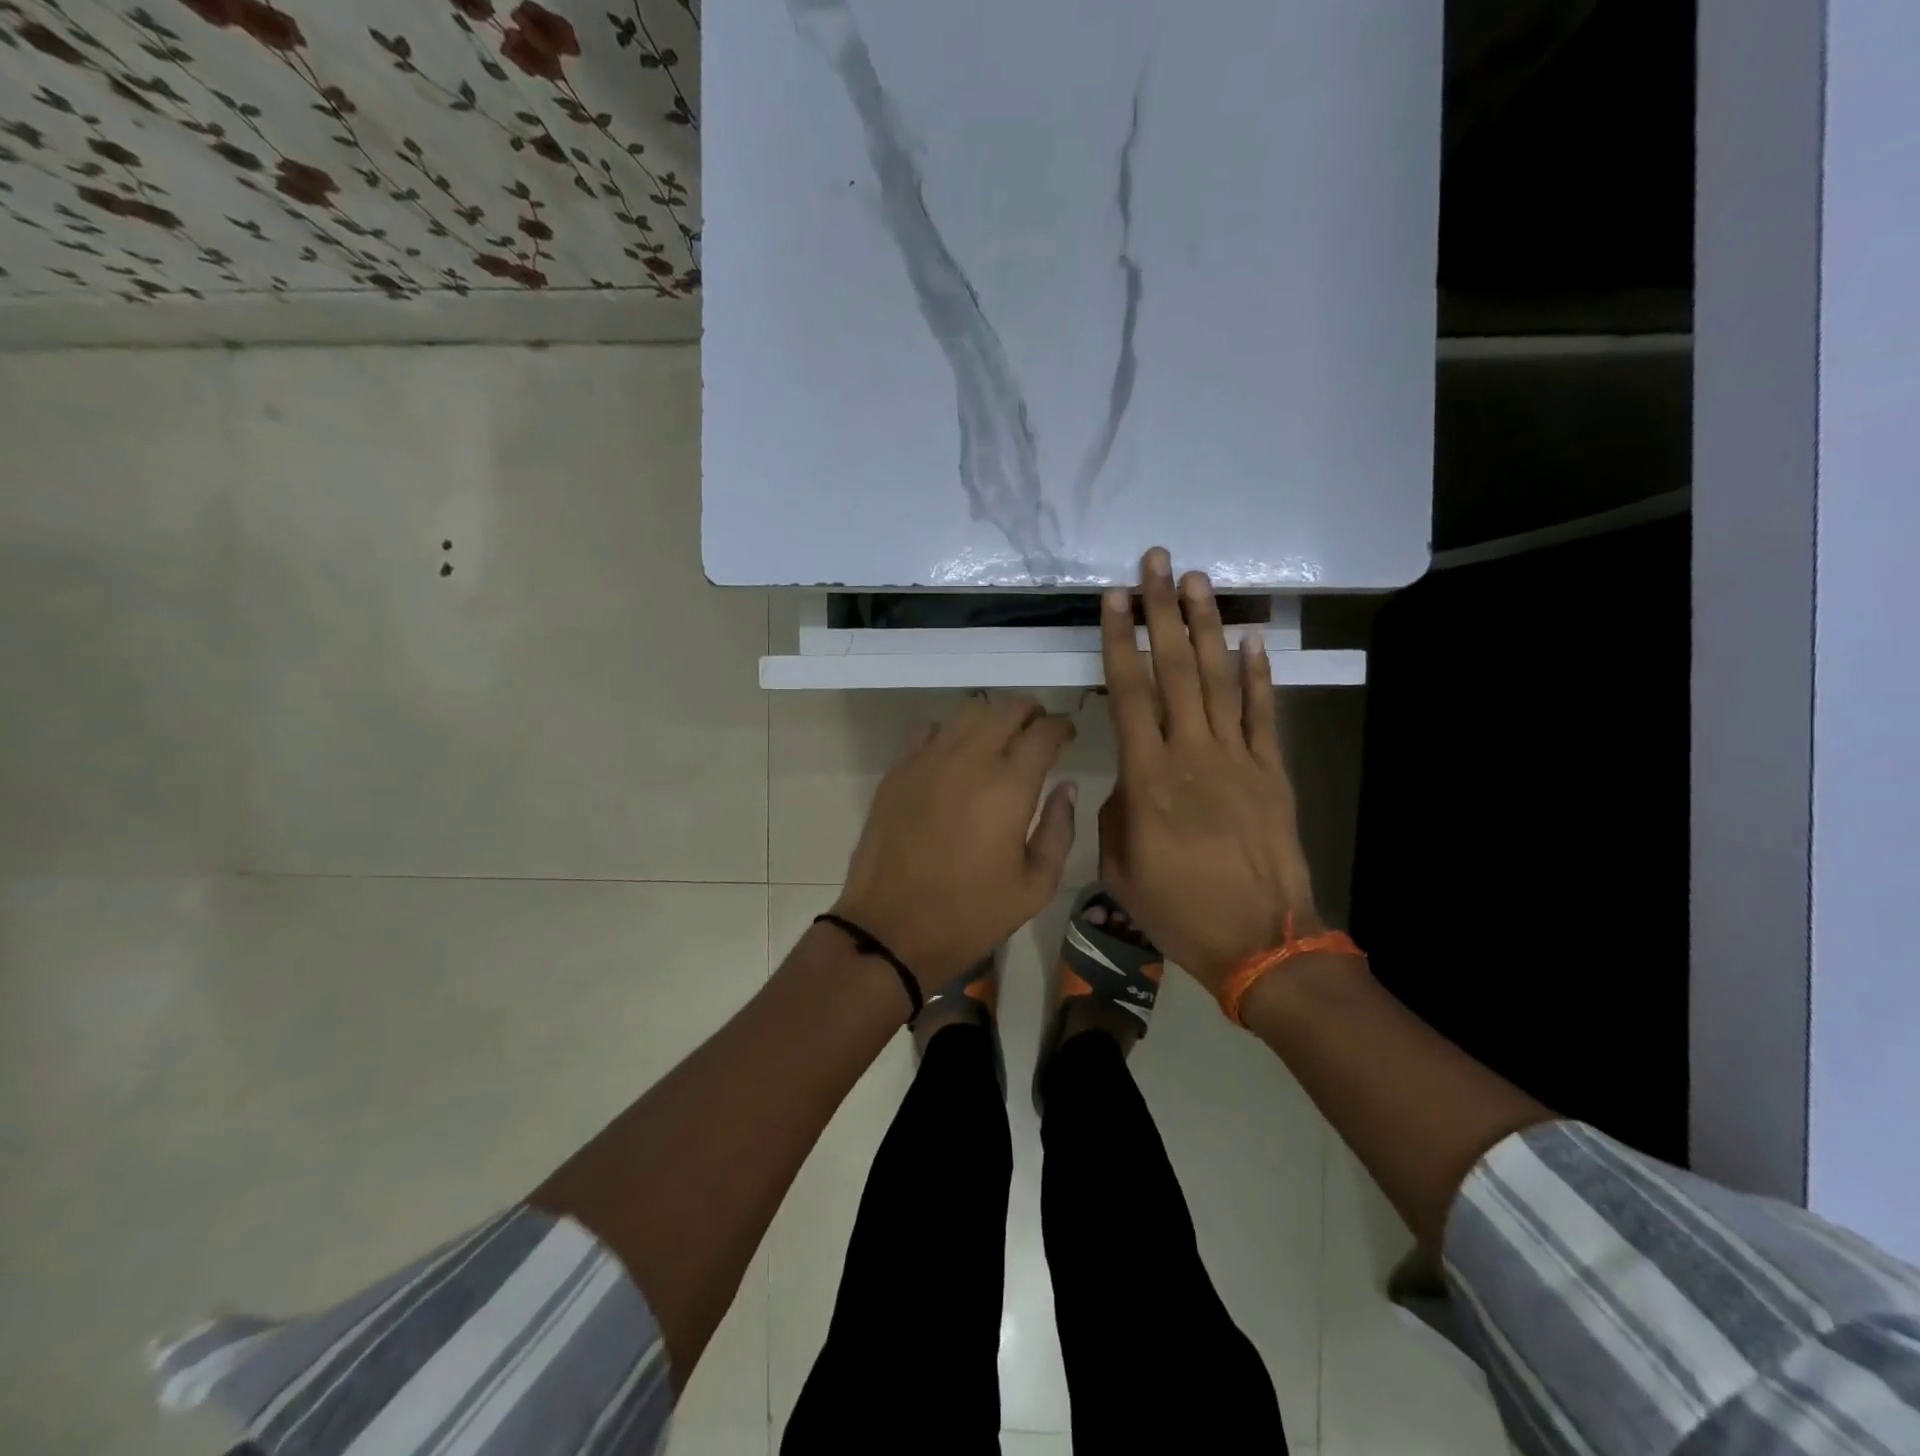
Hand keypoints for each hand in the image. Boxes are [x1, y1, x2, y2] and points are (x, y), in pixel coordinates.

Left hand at [832, 697, 1078, 989]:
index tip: (1067, 733)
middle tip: (1038, 729)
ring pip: (966, 713)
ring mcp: (927, 761)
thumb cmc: (971, 914)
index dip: (1061, 726)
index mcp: (1009, 786)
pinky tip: (953, 754)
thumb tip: (1066, 789)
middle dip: (1029, 712)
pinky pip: (927, 730)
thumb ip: (1058, 830)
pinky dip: (948, 732)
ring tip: (999, 738)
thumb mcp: (1035, 886)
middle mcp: (969, 760)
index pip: (1043, 733)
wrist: (892, 930)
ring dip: (990, 717)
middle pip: (1005, 710)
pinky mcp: (898, 771)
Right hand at [1097, 547, 1319, 994]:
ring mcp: (1238, 759)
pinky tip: (1252, 639)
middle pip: (1174, 671)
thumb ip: (1115, 812)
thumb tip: (1128, 780)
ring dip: (1206, 627)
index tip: (1113, 600)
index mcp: (1148, 779)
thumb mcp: (1120, 866)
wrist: (1260, 942)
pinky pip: (1262, 714)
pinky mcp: (1272, 772)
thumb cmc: (1179, 909)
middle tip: (1156, 563)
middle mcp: (1192, 755)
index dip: (1118, 643)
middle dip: (1162, 612)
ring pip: (1217, 680)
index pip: (1129, 695)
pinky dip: (1258, 674)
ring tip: (1197, 581)